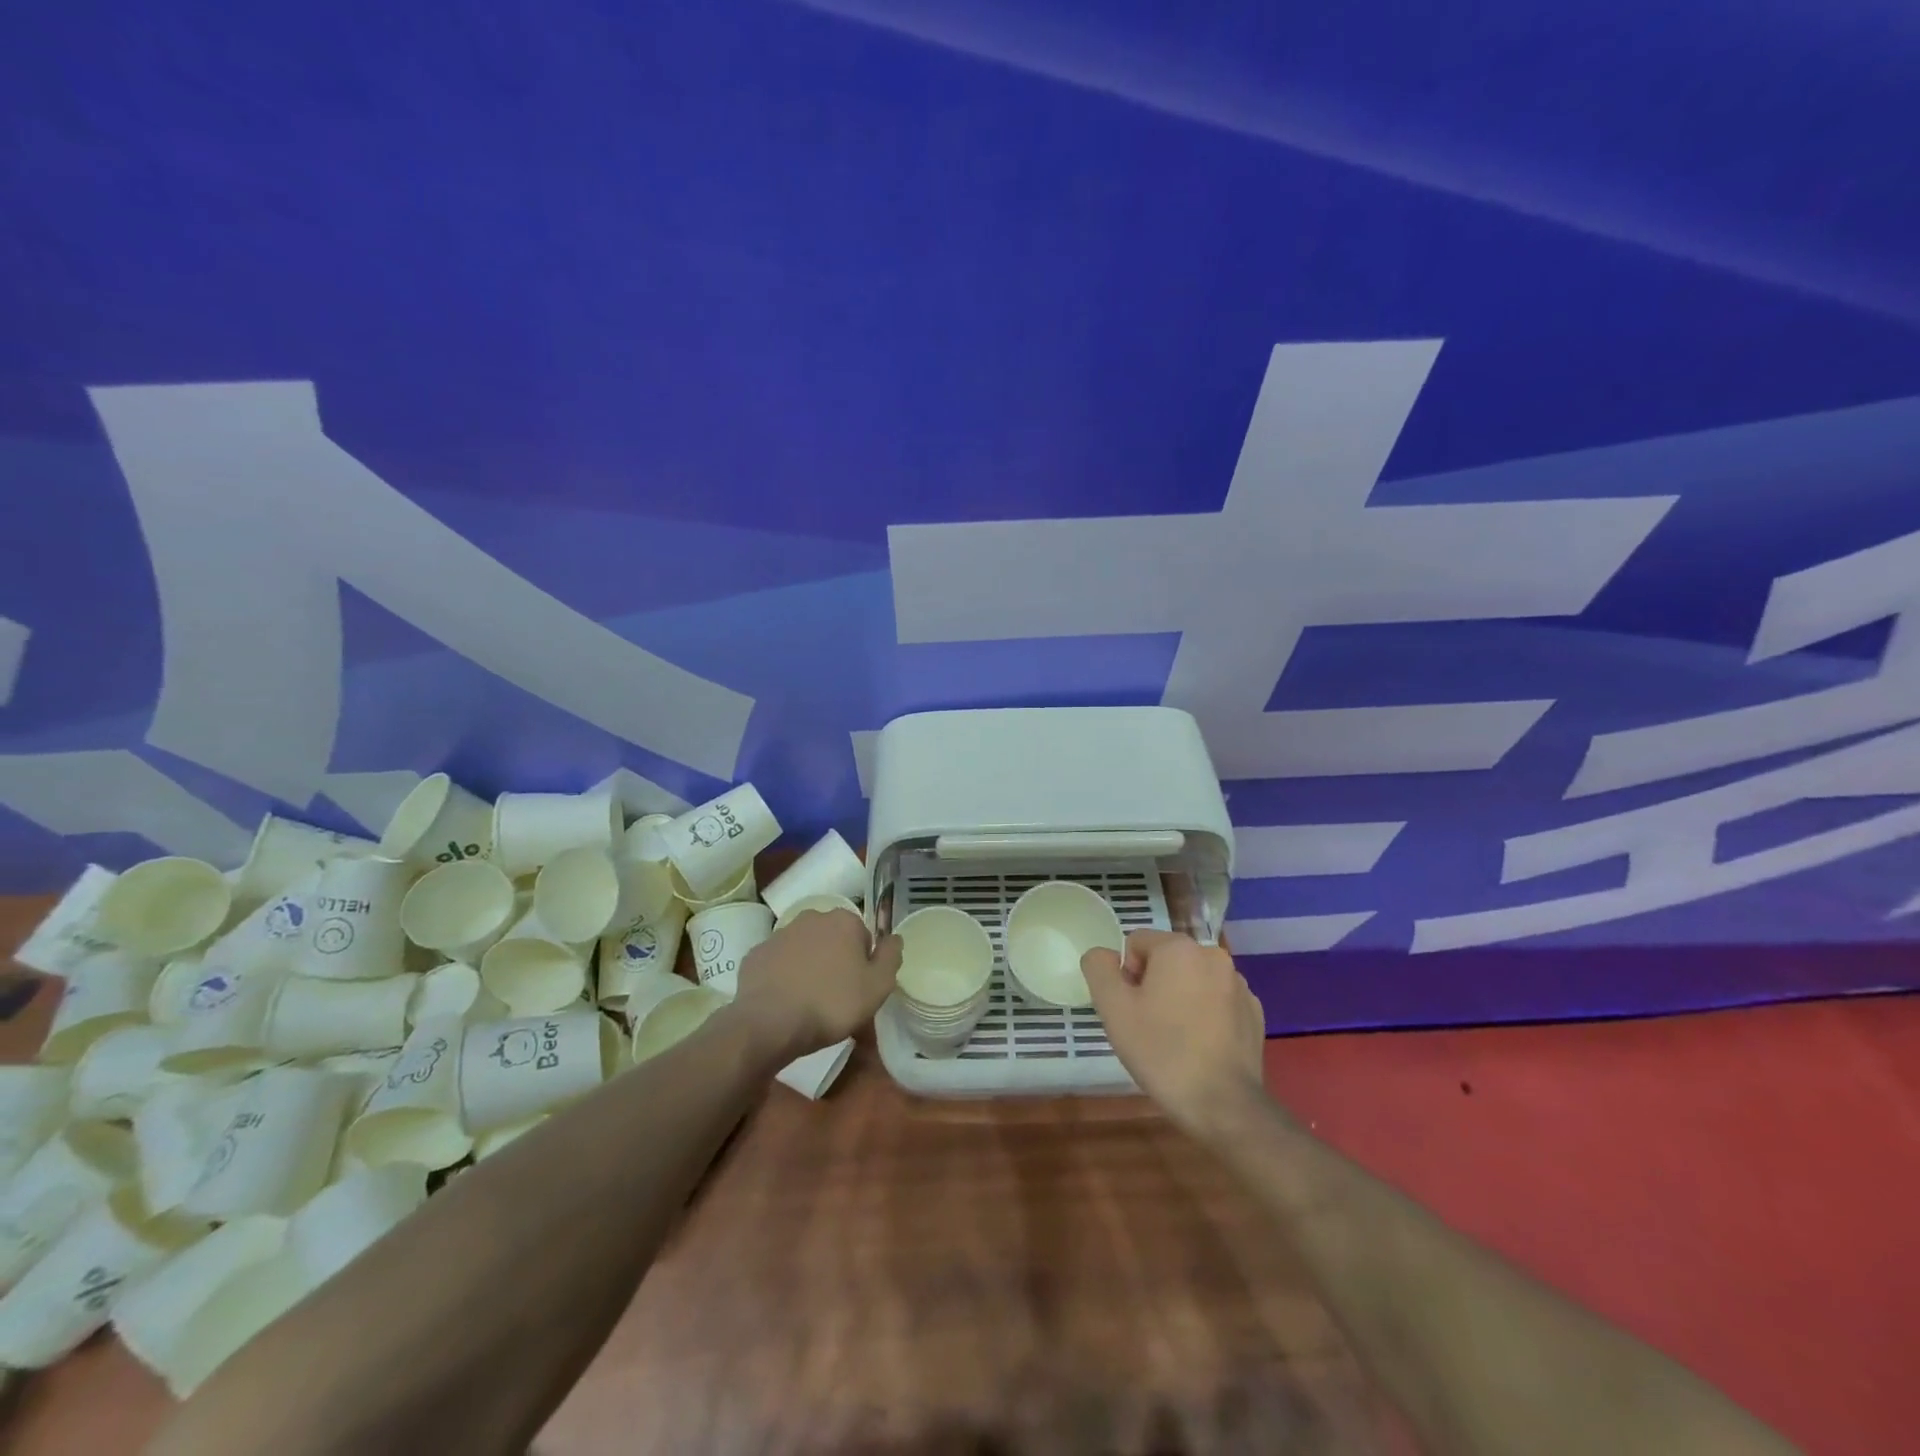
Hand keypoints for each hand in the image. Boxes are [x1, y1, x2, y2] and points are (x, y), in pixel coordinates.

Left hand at [728, 908, 902, 1061]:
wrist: (770, 1023)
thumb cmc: (832, 1003)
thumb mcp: (878, 986)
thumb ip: (891, 957)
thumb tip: (894, 937)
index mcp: (843, 921)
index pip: (863, 936)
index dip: (864, 963)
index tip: (859, 988)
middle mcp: (811, 918)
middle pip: (832, 939)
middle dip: (835, 961)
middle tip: (836, 997)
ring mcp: (779, 934)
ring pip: (803, 949)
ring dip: (808, 967)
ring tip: (808, 1003)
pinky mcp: (755, 955)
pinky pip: (777, 964)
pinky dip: (782, 977)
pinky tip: (784, 1002)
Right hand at [1082, 930, 1266, 1140]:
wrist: (1222, 1104)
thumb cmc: (1160, 1050)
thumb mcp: (1112, 1008)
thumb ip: (1099, 968)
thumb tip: (1104, 954)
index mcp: (1179, 948)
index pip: (1136, 943)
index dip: (1125, 974)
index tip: (1130, 1009)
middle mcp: (1213, 956)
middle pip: (1166, 960)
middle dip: (1153, 985)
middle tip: (1148, 1025)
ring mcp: (1239, 984)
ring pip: (1192, 980)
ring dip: (1179, 998)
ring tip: (1175, 1039)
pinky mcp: (1254, 1012)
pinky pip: (1217, 1001)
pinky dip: (1205, 1015)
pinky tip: (1200, 1047)